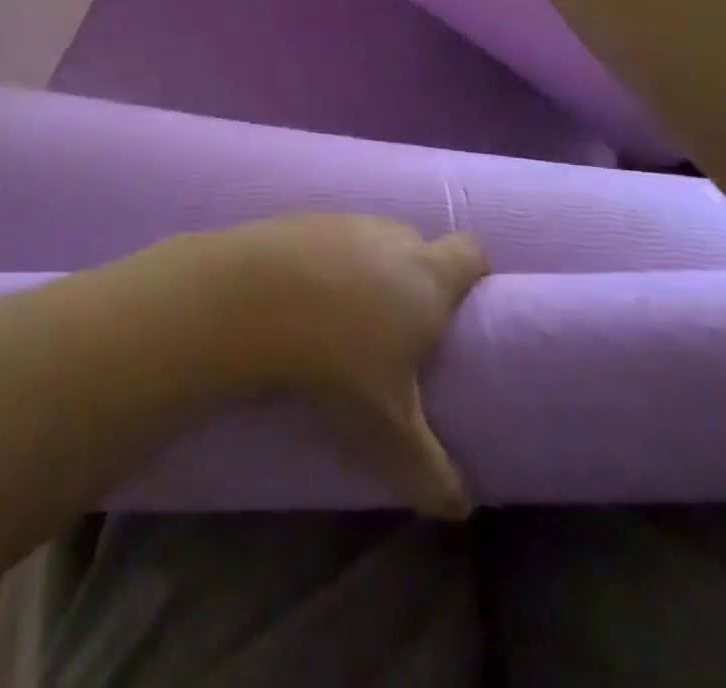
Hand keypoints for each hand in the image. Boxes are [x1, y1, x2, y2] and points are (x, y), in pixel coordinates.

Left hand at [207, 215, 488, 516]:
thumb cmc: (337, 359)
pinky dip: (326, 261)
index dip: (473, 273)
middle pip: (420, 245)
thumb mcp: (387, 429)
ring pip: (373, 239)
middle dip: (416, 278)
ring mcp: (346, 221)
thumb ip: (430, 469)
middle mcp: (394, 238)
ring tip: (346, 315)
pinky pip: (329, 239)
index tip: (462, 304)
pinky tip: (304, 297)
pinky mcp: (304, 218)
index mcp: (429, 276)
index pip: (472, 253)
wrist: (251, 299)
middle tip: (400, 325)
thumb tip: (460, 507)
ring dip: (368, 269)